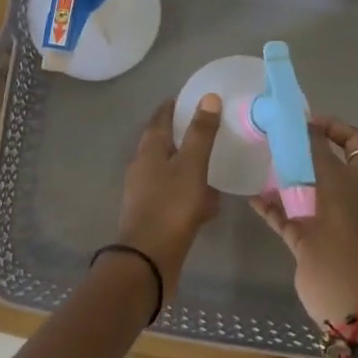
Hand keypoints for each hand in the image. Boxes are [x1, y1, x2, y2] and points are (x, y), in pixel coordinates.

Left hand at [115, 95, 223, 297]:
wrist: (148, 260)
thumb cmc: (170, 206)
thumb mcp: (191, 165)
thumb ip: (201, 133)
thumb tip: (208, 97)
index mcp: (149, 148)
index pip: (161, 116)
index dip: (176, 105)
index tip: (195, 98)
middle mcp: (142, 166)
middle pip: (164, 142)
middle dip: (185, 135)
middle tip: (210, 130)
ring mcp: (145, 191)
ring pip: (171, 170)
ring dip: (190, 166)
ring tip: (214, 165)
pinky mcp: (153, 214)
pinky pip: (176, 196)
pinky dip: (191, 194)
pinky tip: (209, 204)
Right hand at [250, 113, 357, 327]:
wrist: (339, 277)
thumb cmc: (340, 218)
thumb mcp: (330, 174)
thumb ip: (314, 146)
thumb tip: (304, 122)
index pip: (355, 142)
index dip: (335, 127)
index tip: (306, 120)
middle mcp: (348, 196)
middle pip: (326, 166)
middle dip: (302, 151)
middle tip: (276, 138)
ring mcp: (327, 218)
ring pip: (304, 190)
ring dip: (284, 177)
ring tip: (259, 160)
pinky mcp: (307, 237)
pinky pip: (286, 215)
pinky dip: (270, 205)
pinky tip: (250, 193)